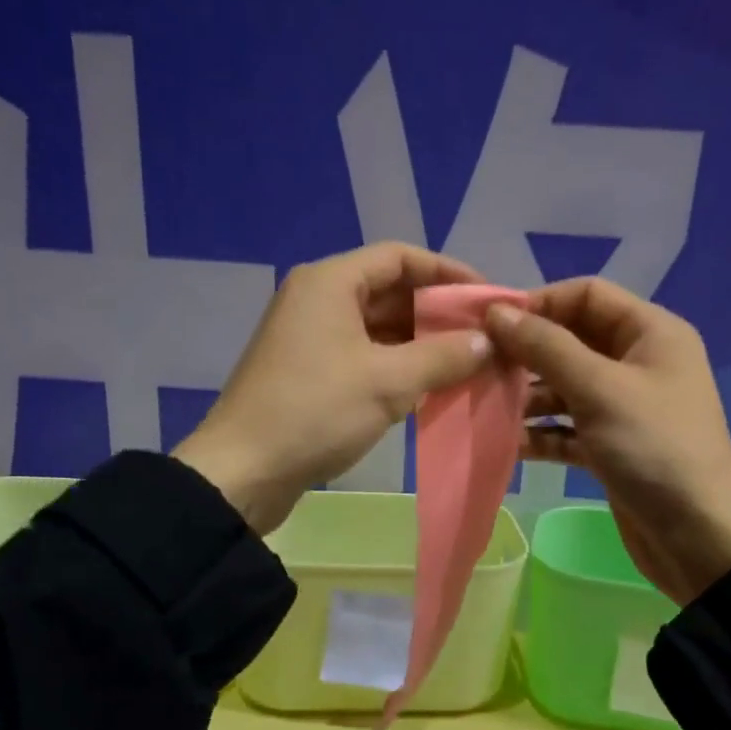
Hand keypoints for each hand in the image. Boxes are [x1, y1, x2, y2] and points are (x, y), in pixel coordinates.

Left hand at [174, 243, 494, 533]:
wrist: (243, 472)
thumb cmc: (315, 412)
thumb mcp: (388, 382)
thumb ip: (443, 356)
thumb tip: (487, 341)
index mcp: (330, 282)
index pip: (400, 257)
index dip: (448, 273)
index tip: (487, 299)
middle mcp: (317, 299)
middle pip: (389, 290)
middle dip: (437, 313)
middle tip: (482, 337)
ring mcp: (310, 338)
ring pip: (378, 328)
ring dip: (420, 344)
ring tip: (465, 365)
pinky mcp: (308, 373)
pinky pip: (363, 356)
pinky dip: (396, 367)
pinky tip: (428, 388)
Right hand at [484, 277, 730, 605]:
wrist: (697, 536)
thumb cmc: (654, 448)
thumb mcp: (599, 389)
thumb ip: (546, 347)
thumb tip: (495, 313)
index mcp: (650, 333)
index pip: (587, 296)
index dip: (539, 303)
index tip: (491, 325)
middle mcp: (638, 363)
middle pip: (572, 341)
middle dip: (527, 352)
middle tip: (479, 367)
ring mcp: (623, 408)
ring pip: (565, 387)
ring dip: (527, 396)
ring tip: (484, 405)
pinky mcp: (610, 447)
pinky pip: (567, 428)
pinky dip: (540, 432)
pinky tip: (505, 442)